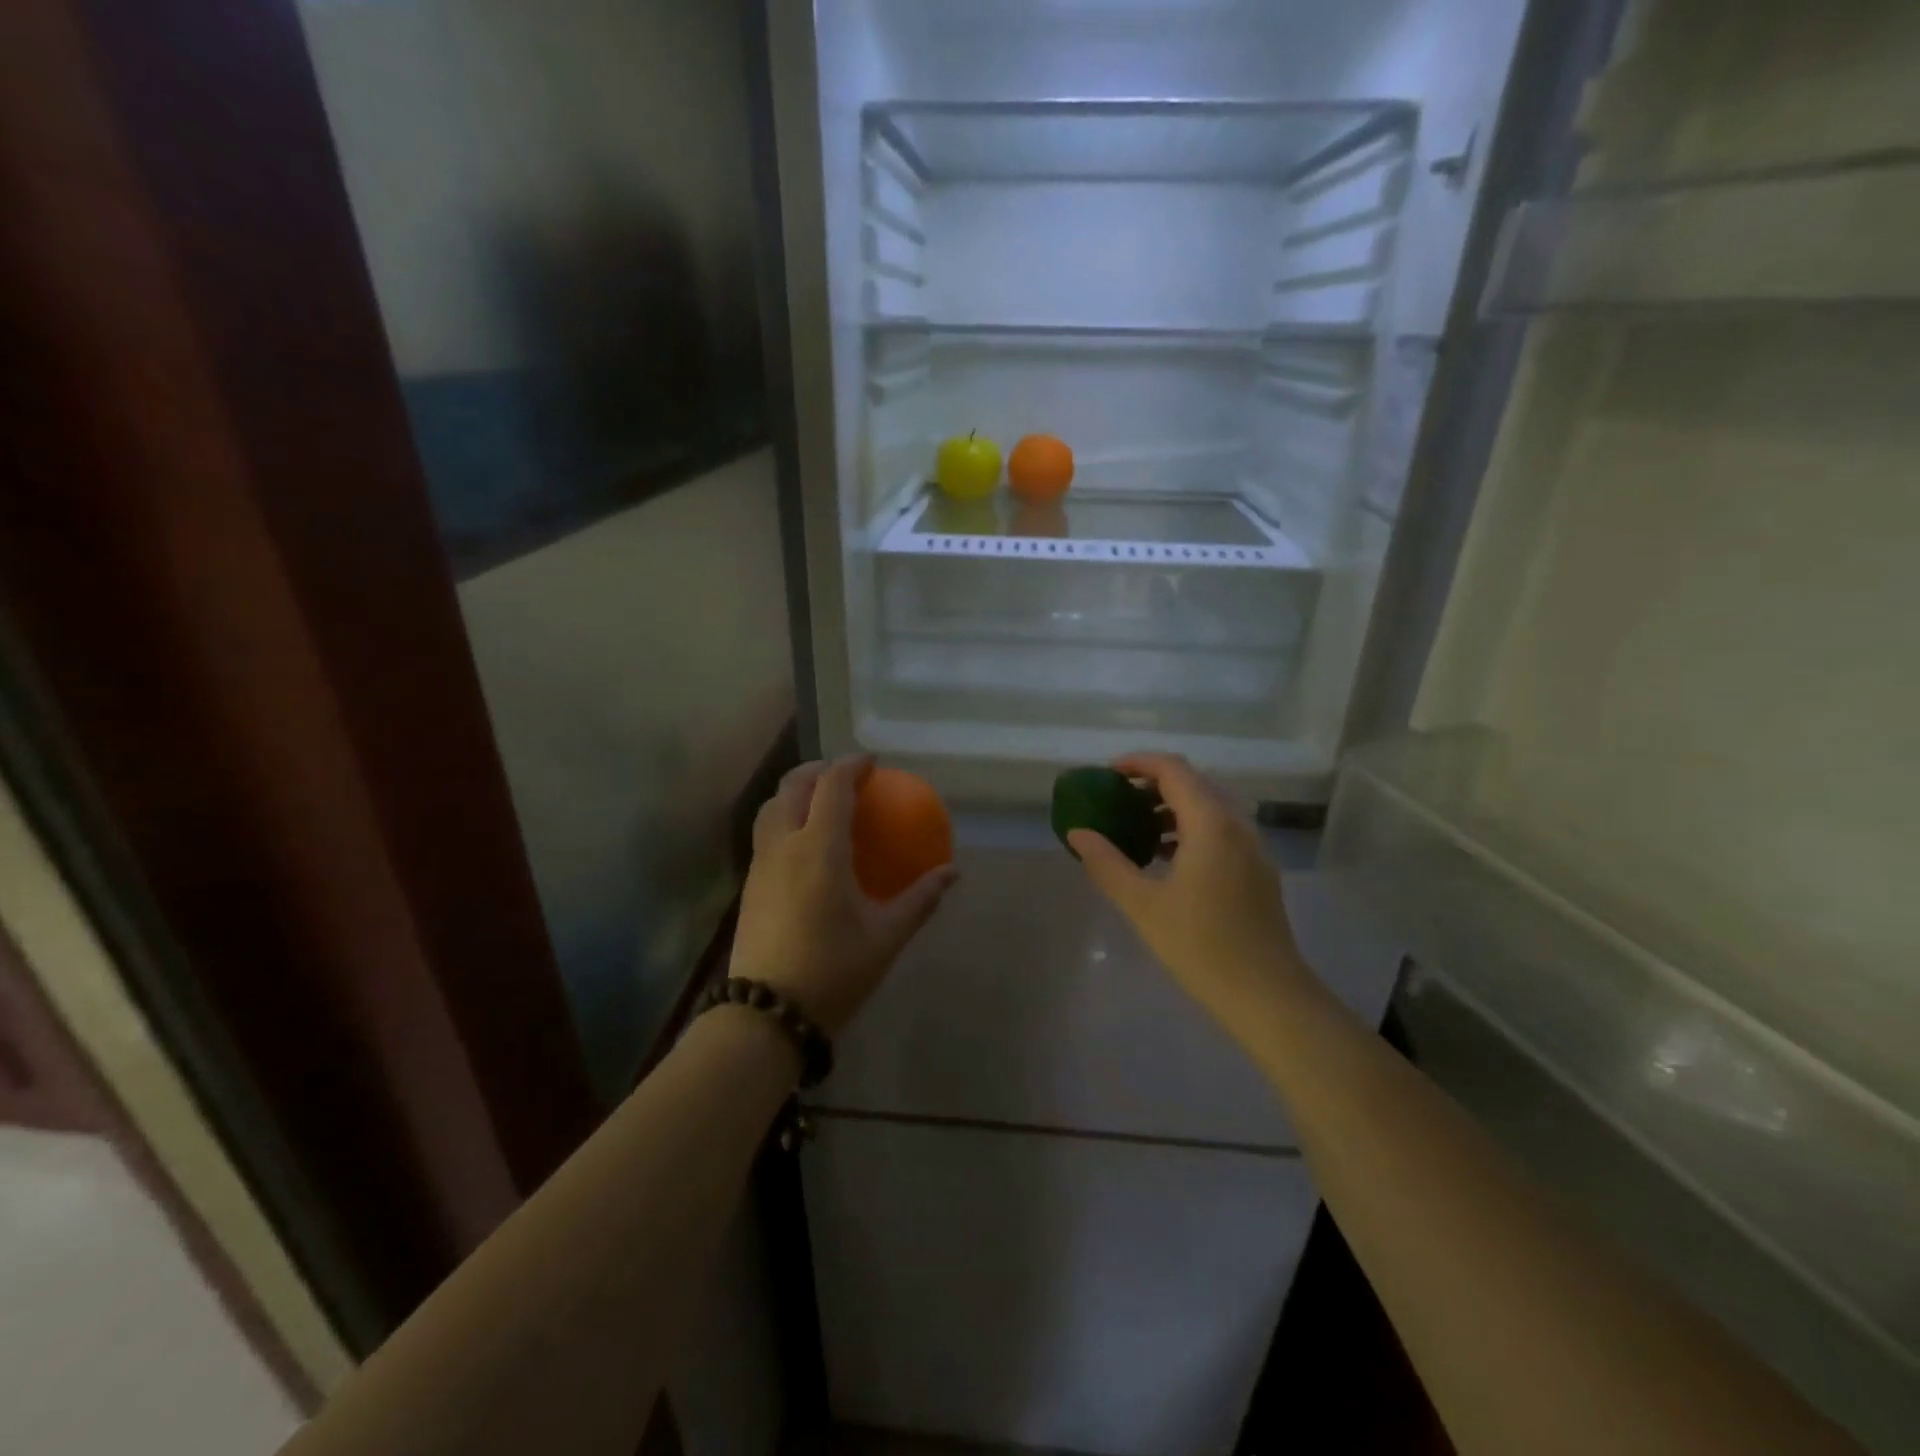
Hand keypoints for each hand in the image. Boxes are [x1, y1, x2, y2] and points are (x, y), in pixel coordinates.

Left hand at [730, 755, 958, 1036]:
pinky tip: (804, 844)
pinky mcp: (748, 884)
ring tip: (820, 802)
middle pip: (792, 785)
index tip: (873, 763)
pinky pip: (765, 832)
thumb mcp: (885, 936)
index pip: (831, 786)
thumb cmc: (833, 971)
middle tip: (846, 775)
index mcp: (819, 848)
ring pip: (771, 807)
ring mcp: (760, 864)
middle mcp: (784, 845)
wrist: (767, 1014)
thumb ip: (920, 899)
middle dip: (819, 770)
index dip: (851, 765)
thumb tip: (952, 873)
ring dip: (795, 791)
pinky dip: (784, 818)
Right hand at [1069, 753, 1310, 1031]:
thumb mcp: (1142, 904)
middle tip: (1117, 801)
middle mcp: (1237, 825)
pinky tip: (1166, 859)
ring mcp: (1252, 848)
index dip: (1138, 763)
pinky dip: (1190, 829)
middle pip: (1193, 783)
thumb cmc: (1200, 946)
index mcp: (1211, 823)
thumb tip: (1077, 833)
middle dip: (1153, 784)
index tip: (1106, 775)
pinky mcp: (1257, 870)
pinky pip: (1220, 831)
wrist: (1267, 996)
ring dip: (1172, 808)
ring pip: (1209, 808)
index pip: (1173, 769)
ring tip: (1136, 829)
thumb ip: (1106, 863)